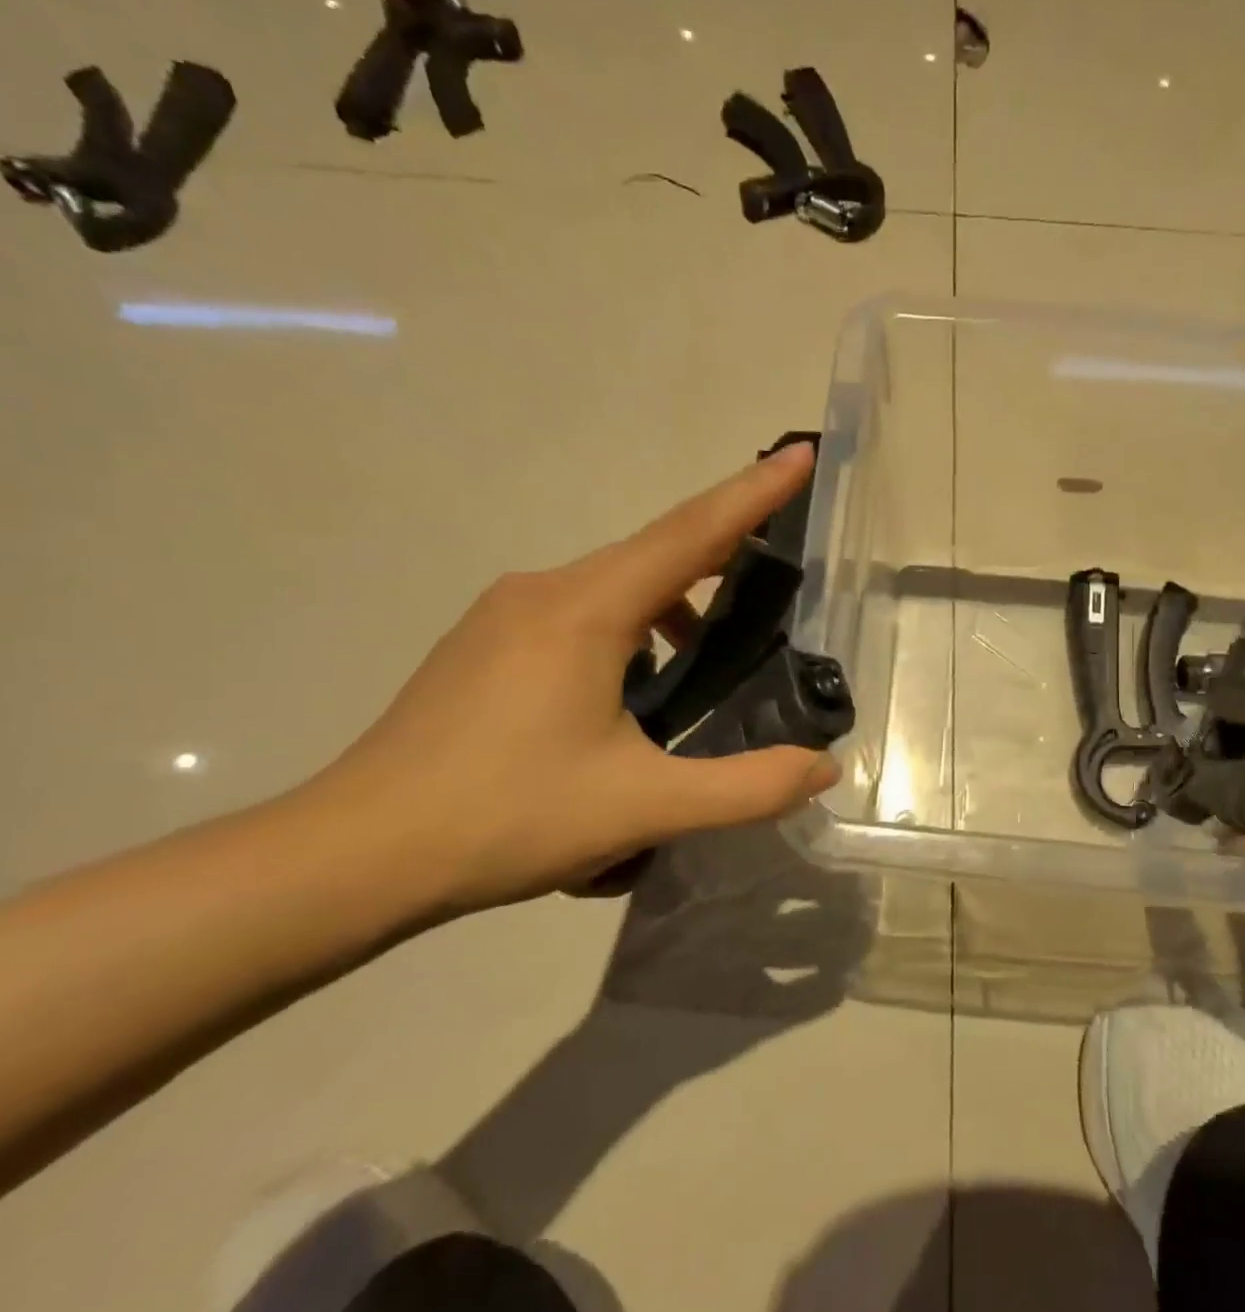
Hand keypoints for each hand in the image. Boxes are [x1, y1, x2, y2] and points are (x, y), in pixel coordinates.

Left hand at [307, 443, 837, 918]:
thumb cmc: (505, 818)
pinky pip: (580, 614)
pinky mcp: (484, 646)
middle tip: (781, 575)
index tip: (800, 454)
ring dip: (673, 607)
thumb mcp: (644, 807)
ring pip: (615, 588)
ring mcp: (504, 616)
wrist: (354, 857)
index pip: (690, 533)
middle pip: (655, 553)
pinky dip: (630, 631)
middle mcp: (543, 592)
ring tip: (709, 662)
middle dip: (722, 554)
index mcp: (585, 611)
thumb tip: (822, 768)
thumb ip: (747, 787)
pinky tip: (634, 693)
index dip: (753, 493)